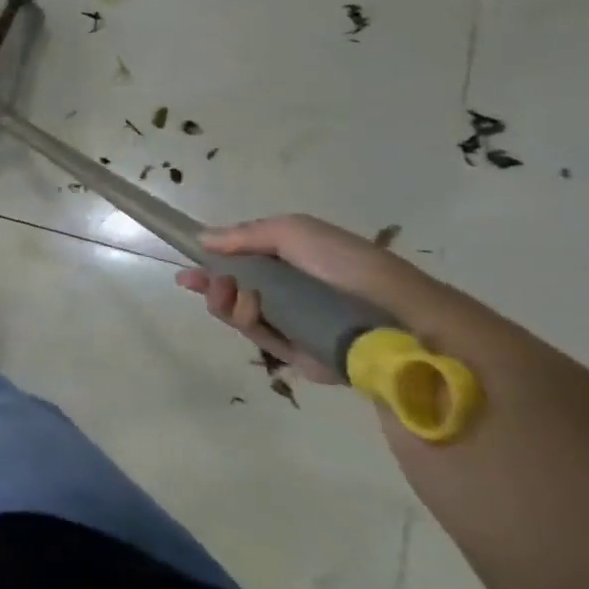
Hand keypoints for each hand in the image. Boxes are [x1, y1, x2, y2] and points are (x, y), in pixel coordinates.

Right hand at [175, 214, 473, 385]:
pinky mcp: (300, 356)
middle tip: (199, 283)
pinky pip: (261, 340)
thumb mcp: (295, 232)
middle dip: (214, 285)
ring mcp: (296, 324)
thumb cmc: (346, 267)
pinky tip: (249, 312)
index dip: (215, 262)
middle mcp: (294, 293)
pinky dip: (249, 325)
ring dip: (227, 303)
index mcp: (296, 261)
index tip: (189, 267)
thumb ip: (246, 234)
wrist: (399, 321)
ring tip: (230, 294)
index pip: (246, 261)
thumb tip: (204, 240)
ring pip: (243, 315)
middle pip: (238, 289)